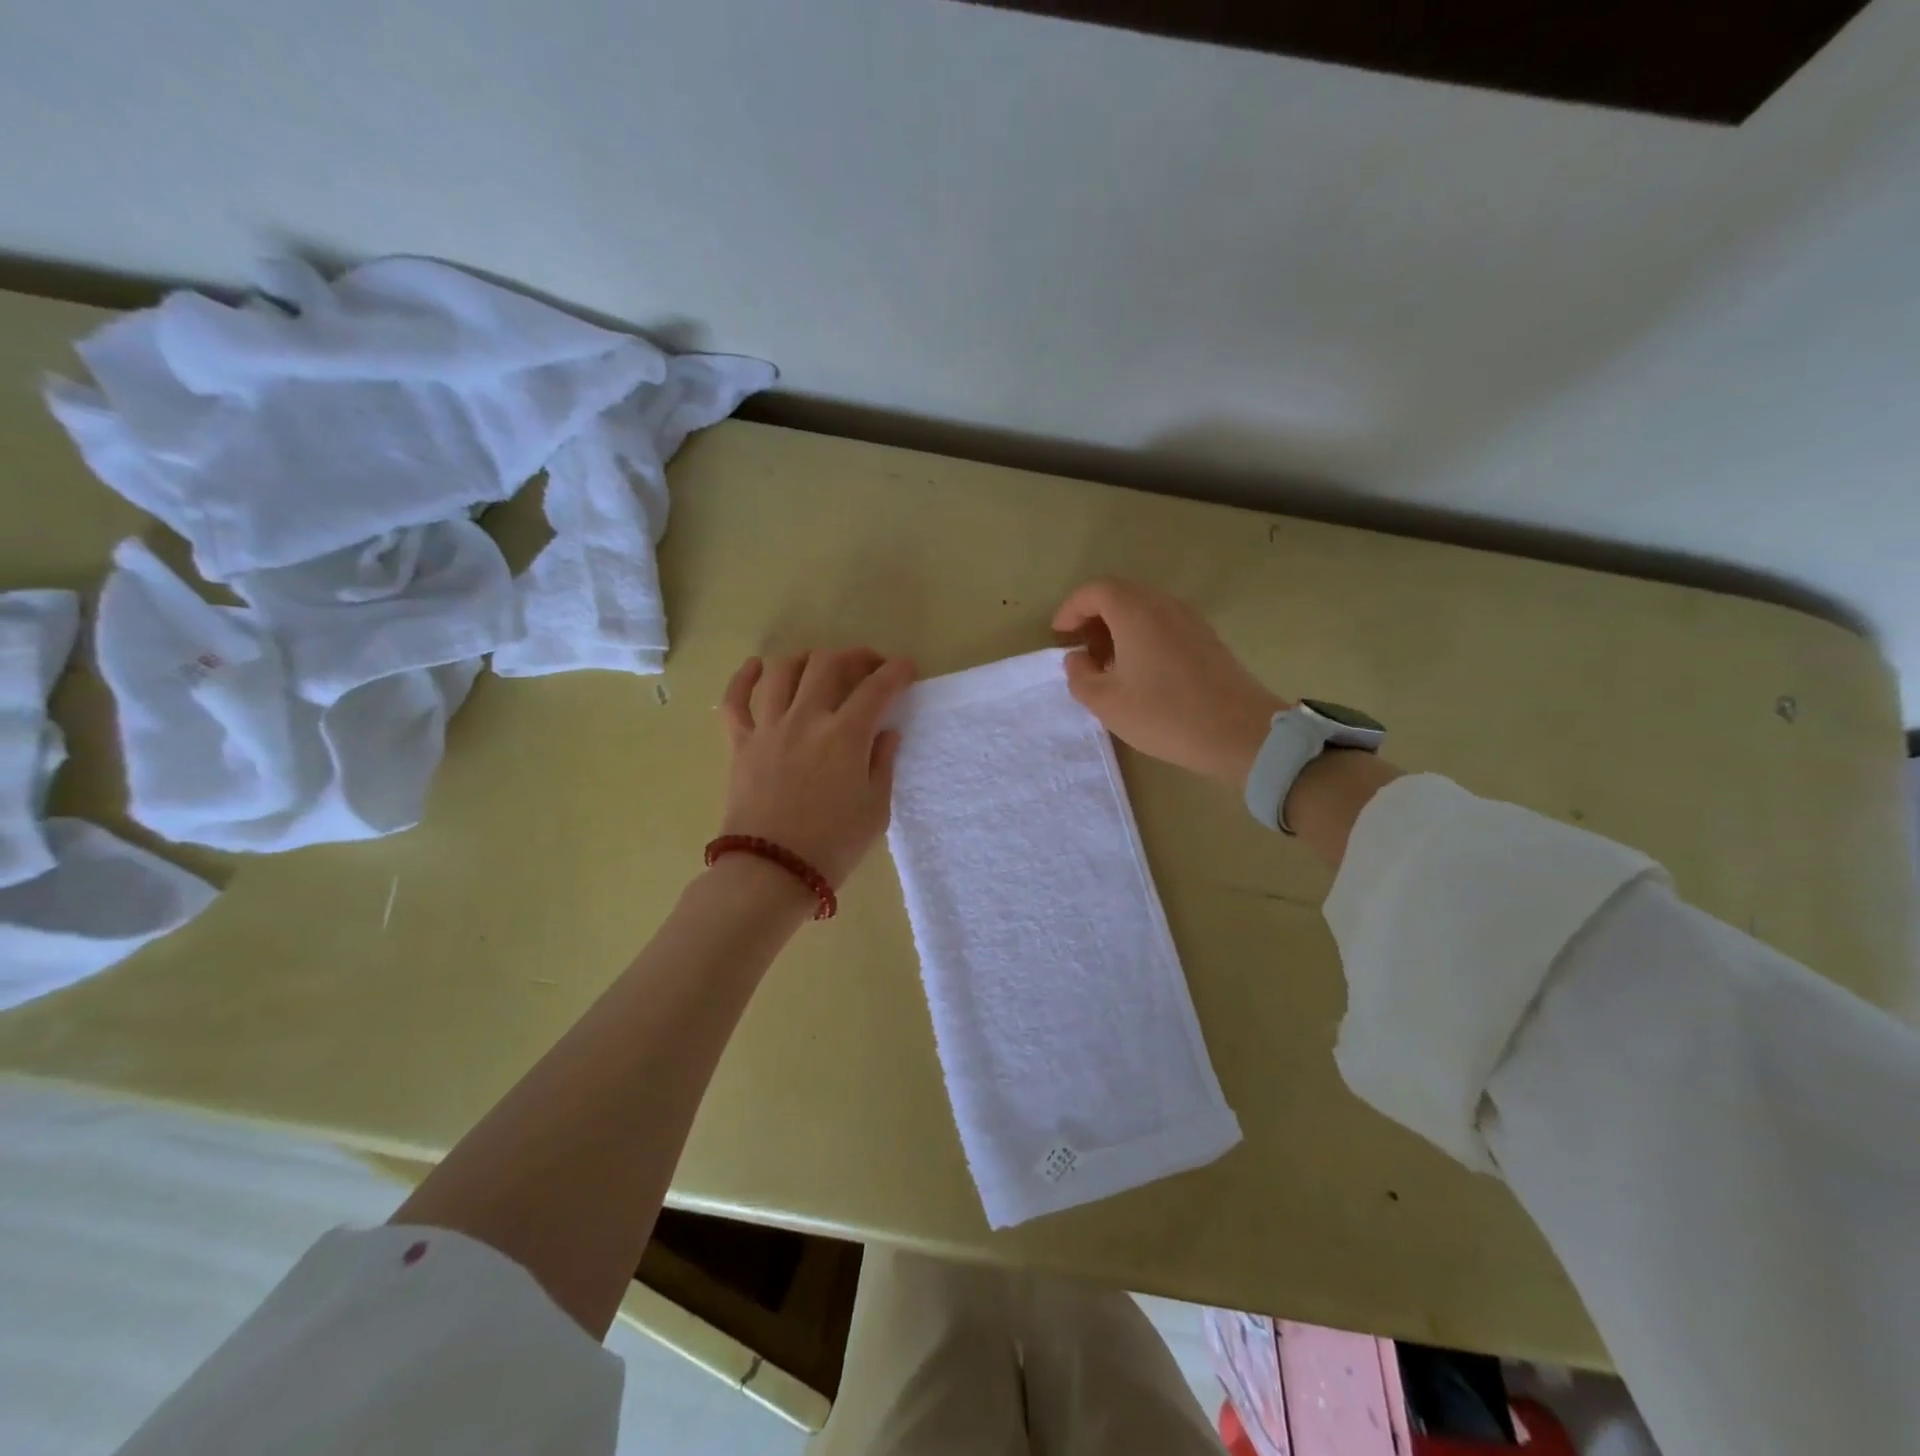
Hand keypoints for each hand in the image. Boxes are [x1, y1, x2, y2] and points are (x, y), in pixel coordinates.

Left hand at [718, 648, 915, 886]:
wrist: (772, 872)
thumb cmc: (833, 846)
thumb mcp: (875, 810)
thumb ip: (883, 764)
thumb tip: (886, 733)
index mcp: (845, 736)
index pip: (876, 688)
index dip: (896, 672)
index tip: (907, 668)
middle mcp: (806, 719)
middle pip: (828, 665)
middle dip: (855, 656)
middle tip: (868, 666)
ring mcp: (768, 728)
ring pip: (783, 671)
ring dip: (806, 659)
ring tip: (820, 665)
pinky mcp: (740, 744)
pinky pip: (735, 700)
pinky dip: (744, 677)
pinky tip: (757, 666)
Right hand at [1053, 579, 1283, 787]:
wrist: (1240, 733)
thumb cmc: (1165, 715)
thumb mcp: (1107, 703)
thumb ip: (1080, 676)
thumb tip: (1077, 659)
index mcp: (1136, 612)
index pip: (1095, 591)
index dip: (1071, 609)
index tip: (1059, 635)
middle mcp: (1164, 605)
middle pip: (1121, 596)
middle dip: (1094, 618)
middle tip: (1081, 652)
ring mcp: (1190, 620)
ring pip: (1144, 610)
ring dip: (1119, 629)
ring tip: (1108, 666)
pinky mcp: (1207, 639)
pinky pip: (1164, 625)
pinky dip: (1143, 637)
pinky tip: (1140, 673)